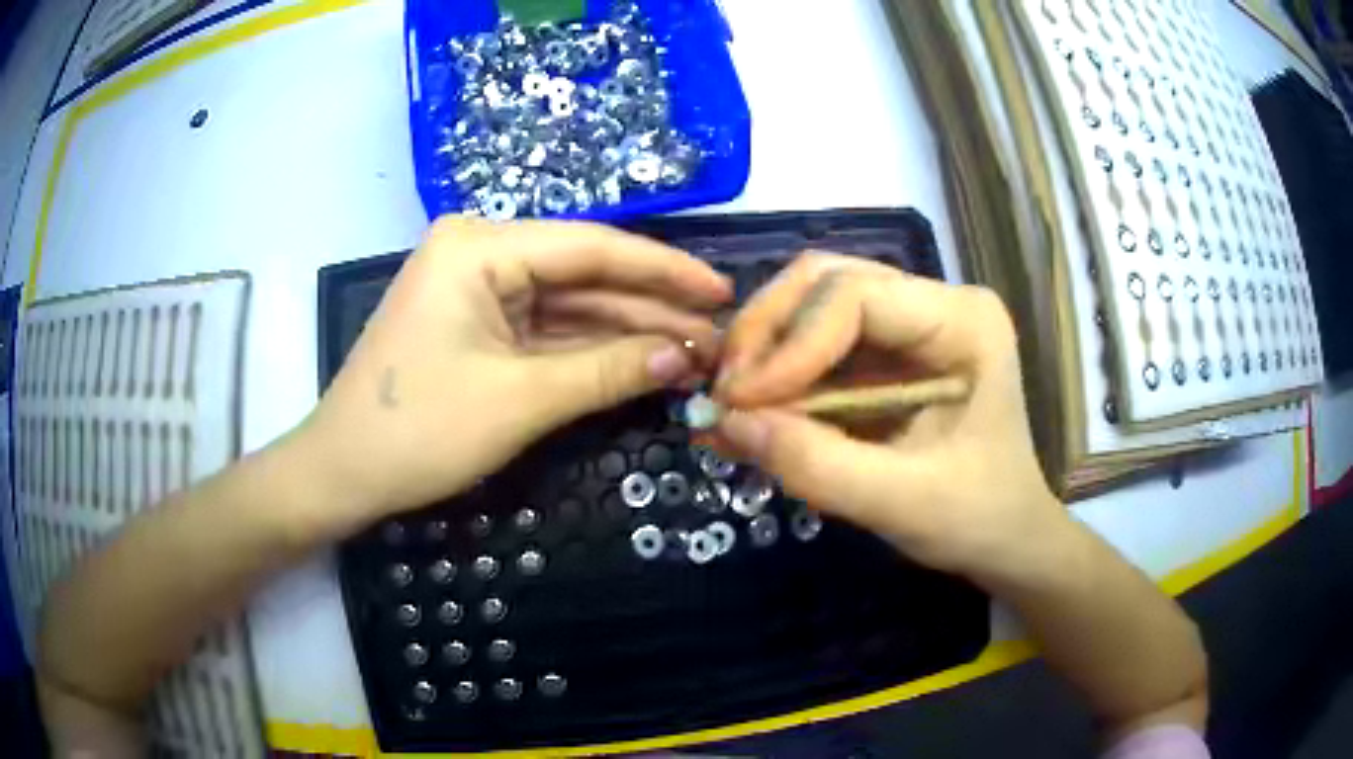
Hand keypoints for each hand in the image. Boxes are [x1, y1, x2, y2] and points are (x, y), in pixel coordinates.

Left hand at [291, 217, 731, 531]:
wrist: (343, 473)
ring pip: (569, 304)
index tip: (722, 291)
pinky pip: (546, 330)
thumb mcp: (519, 400)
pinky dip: (591, 349)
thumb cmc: (418, 431)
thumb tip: (686, 356)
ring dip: (627, 330)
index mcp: (480, 247)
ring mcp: (477, 289)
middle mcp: (480, 252)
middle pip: (583, 274)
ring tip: (694, 350)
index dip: (664, 271)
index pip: (592, 248)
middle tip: (717, 332)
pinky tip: (642, 360)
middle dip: (650, 306)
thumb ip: (608, 370)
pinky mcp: (477, 324)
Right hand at [712, 253, 1062, 582]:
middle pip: (825, 282)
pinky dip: (776, 375)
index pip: (856, 295)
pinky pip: (815, 343)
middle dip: (766, 335)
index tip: (742, 402)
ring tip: (729, 409)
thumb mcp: (901, 503)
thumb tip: (727, 423)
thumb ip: (817, 464)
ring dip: (763, 353)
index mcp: (963, 321)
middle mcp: (935, 302)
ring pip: (811, 305)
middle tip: (726, 397)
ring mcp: (910, 322)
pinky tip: (748, 413)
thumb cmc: (976, 518)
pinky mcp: (887, 351)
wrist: (1006, 537)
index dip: (791, 343)